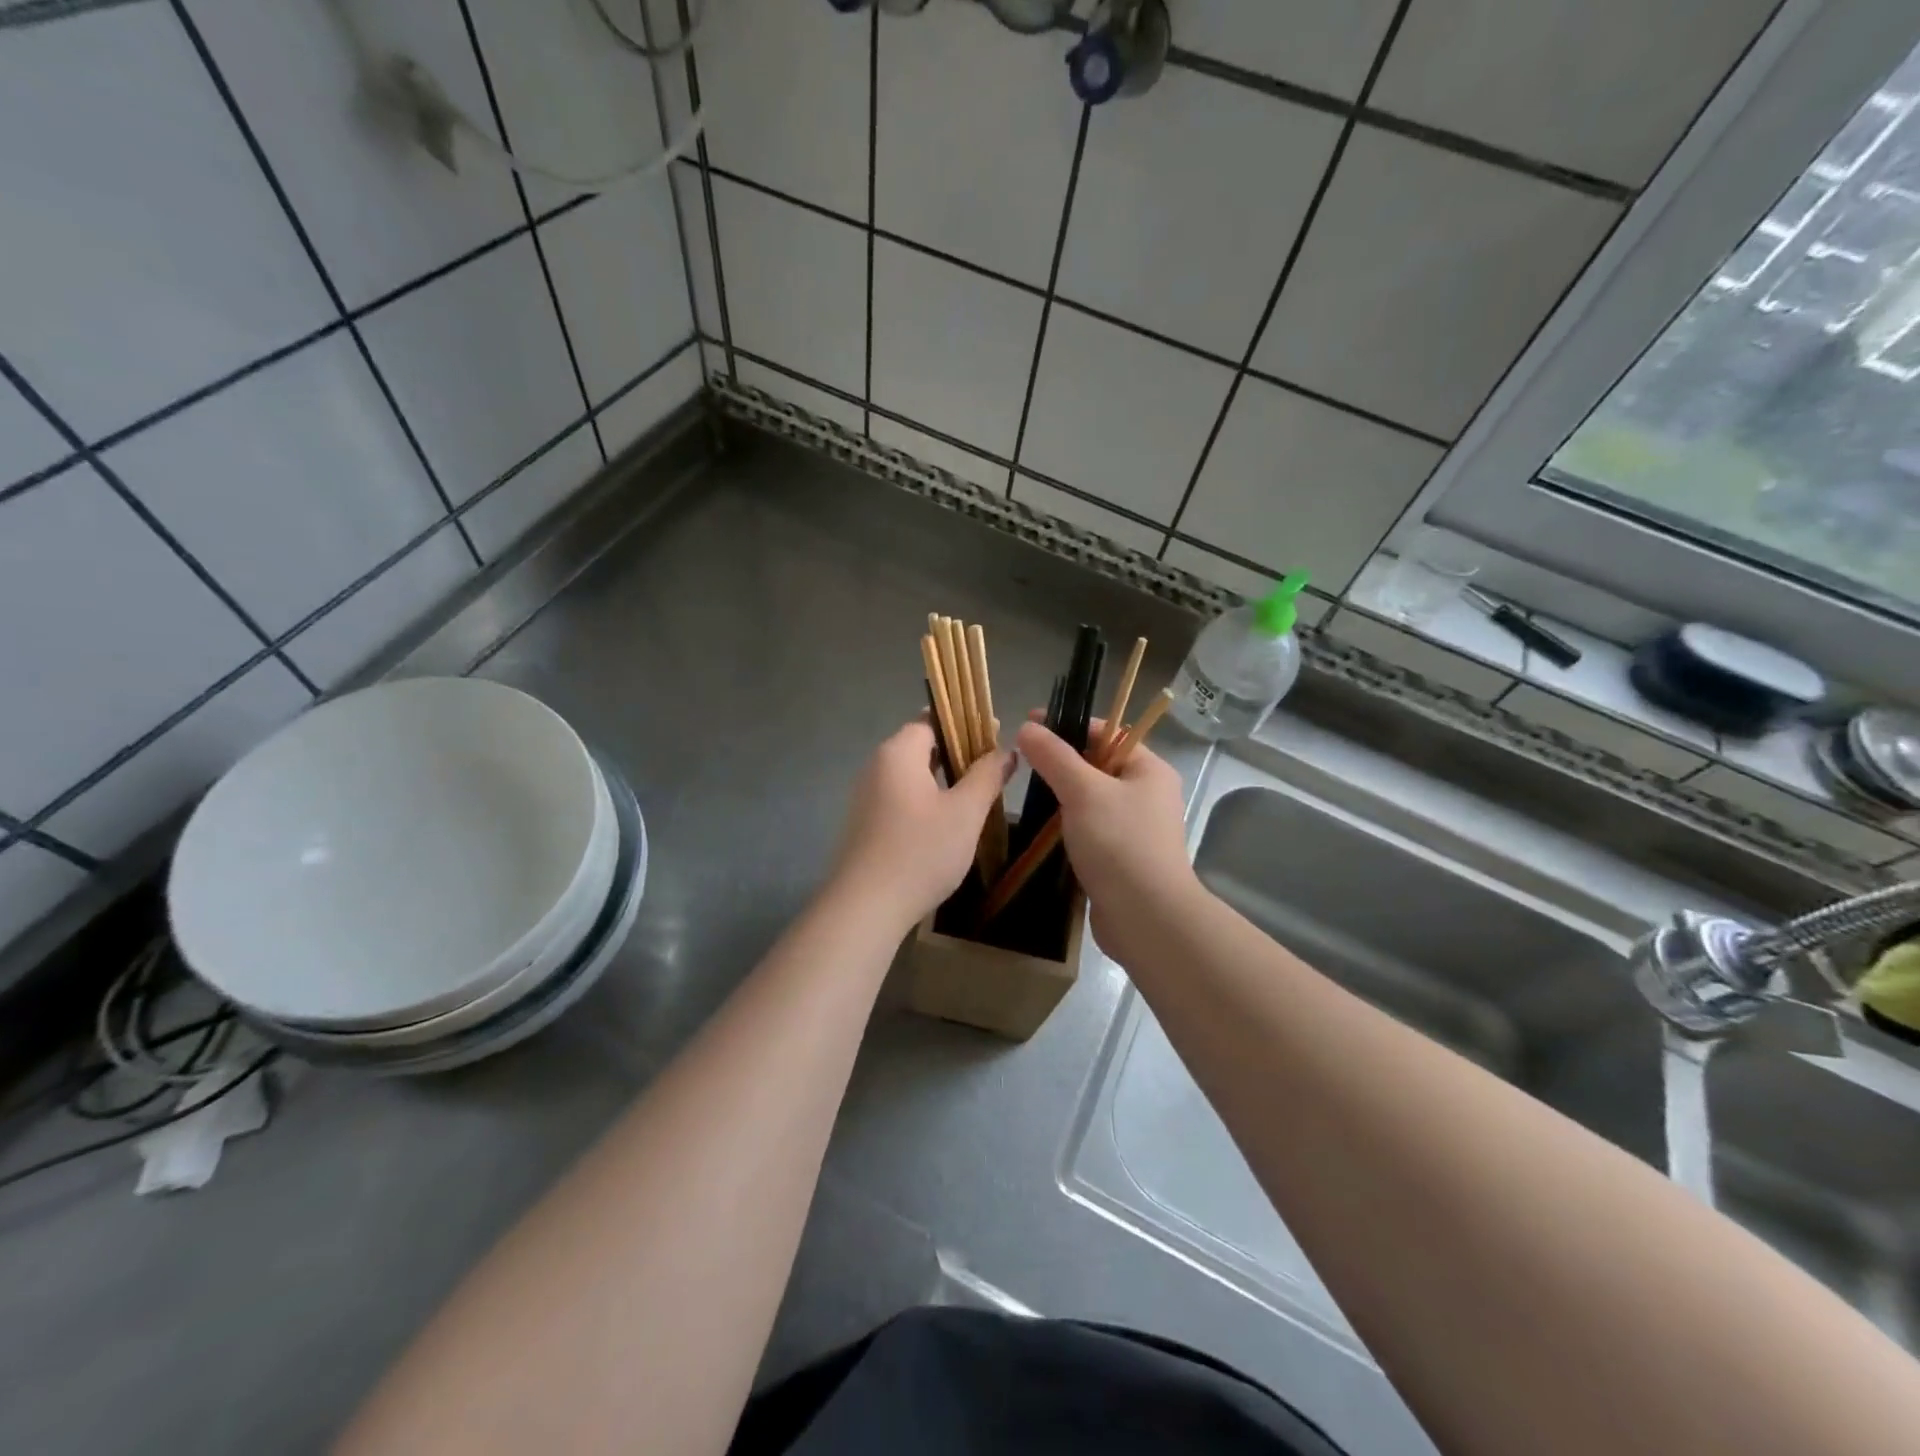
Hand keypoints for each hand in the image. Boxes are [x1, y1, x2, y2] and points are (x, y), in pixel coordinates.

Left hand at [830, 720, 1013, 928]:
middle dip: (957, 752)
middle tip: (993, 766)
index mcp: (898, 753)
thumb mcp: (965, 812)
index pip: (931, 720)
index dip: (965, 723)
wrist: (865, 907)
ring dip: (943, 779)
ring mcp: (867, 797)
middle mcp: (876, 767)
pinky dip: (926, 801)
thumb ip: (987, 776)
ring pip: (911, 775)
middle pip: (920, 746)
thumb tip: (1005, 750)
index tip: (995, 733)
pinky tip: (947, 823)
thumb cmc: (920, 852)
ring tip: (977, 793)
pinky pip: (901, 799)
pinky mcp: (866, 825)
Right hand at [1016, 717, 1197, 958]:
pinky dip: (1068, 825)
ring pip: (1092, 799)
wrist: (1146, 918)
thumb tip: (1027, 728)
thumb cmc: (1119, 844)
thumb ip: (1054, 757)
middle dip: (1061, 761)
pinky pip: (1091, 828)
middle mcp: (1147, 794)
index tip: (1028, 724)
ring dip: (1062, 795)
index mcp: (1149, 769)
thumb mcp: (1083, 791)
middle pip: (1098, 764)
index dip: (1067, 724)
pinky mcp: (1122, 857)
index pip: (1107, 732)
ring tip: (1026, 792)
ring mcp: (1136, 828)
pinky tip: (1043, 828)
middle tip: (1021, 760)